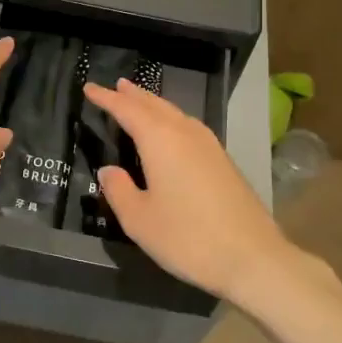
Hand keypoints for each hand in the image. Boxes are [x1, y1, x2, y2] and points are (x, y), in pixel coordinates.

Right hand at [84, 79, 311, 303]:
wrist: (252, 257)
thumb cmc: (188, 237)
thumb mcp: (139, 220)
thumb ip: (119, 190)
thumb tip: (108, 170)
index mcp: (160, 140)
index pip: (127, 110)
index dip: (107, 98)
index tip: (89, 87)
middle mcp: (185, 132)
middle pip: (154, 105)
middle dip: (133, 95)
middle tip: (116, 85)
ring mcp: (209, 145)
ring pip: (175, 113)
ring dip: (154, 104)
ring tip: (139, 100)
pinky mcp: (223, 160)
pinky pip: (189, 126)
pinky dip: (171, 119)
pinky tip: (172, 131)